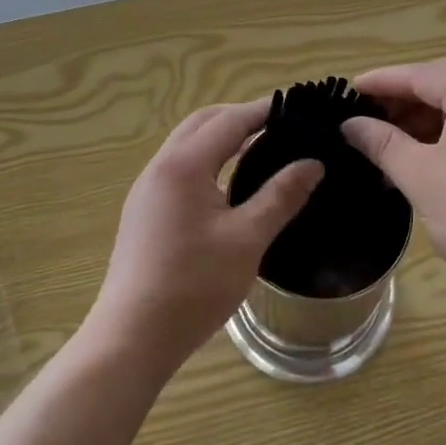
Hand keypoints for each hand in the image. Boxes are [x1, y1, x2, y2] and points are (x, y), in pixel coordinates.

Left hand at [88, 100, 322, 373]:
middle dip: (240, 117)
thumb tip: (313, 163)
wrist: (132, 338)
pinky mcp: (144, 211)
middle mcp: (161, 167)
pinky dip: (207, 160)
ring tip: (260, 150)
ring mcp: (147, 189)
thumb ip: (281, 196)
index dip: (264, 110)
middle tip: (279, 126)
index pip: (230, 120)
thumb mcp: (247, 239)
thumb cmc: (194, 286)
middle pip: (203, 122)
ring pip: (187, 144)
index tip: (297, 106)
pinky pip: (179, 167)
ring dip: (221, 138)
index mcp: (184, 165)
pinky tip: (228, 185)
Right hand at [340, 59, 445, 313]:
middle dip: (404, 98)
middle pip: (445, 83)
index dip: (383, 81)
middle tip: (367, 115)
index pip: (423, 76)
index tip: (350, 89)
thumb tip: (350, 124)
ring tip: (389, 139)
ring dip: (425, 116)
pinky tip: (423, 154)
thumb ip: (382, 143)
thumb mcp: (420, 177)